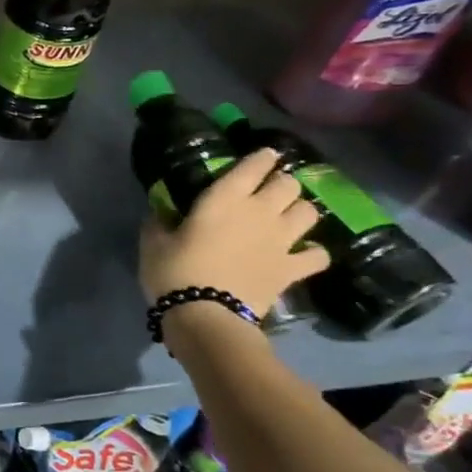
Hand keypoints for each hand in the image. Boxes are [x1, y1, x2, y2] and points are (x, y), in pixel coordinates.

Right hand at [139, 148, 330, 315]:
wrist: (205, 315)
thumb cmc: (175, 272)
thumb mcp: (154, 242)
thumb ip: (160, 221)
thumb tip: (161, 211)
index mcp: (225, 198)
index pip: (253, 165)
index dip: (261, 158)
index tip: (263, 156)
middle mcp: (260, 211)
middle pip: (288, 184)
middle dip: (282, 182)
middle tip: (270, 190)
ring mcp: (281, 240)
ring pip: (309, 212)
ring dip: (300, 210)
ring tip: (288, 216)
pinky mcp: (292, 269)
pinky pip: (318, 255)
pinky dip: (314, 252)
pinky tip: (304, 254)